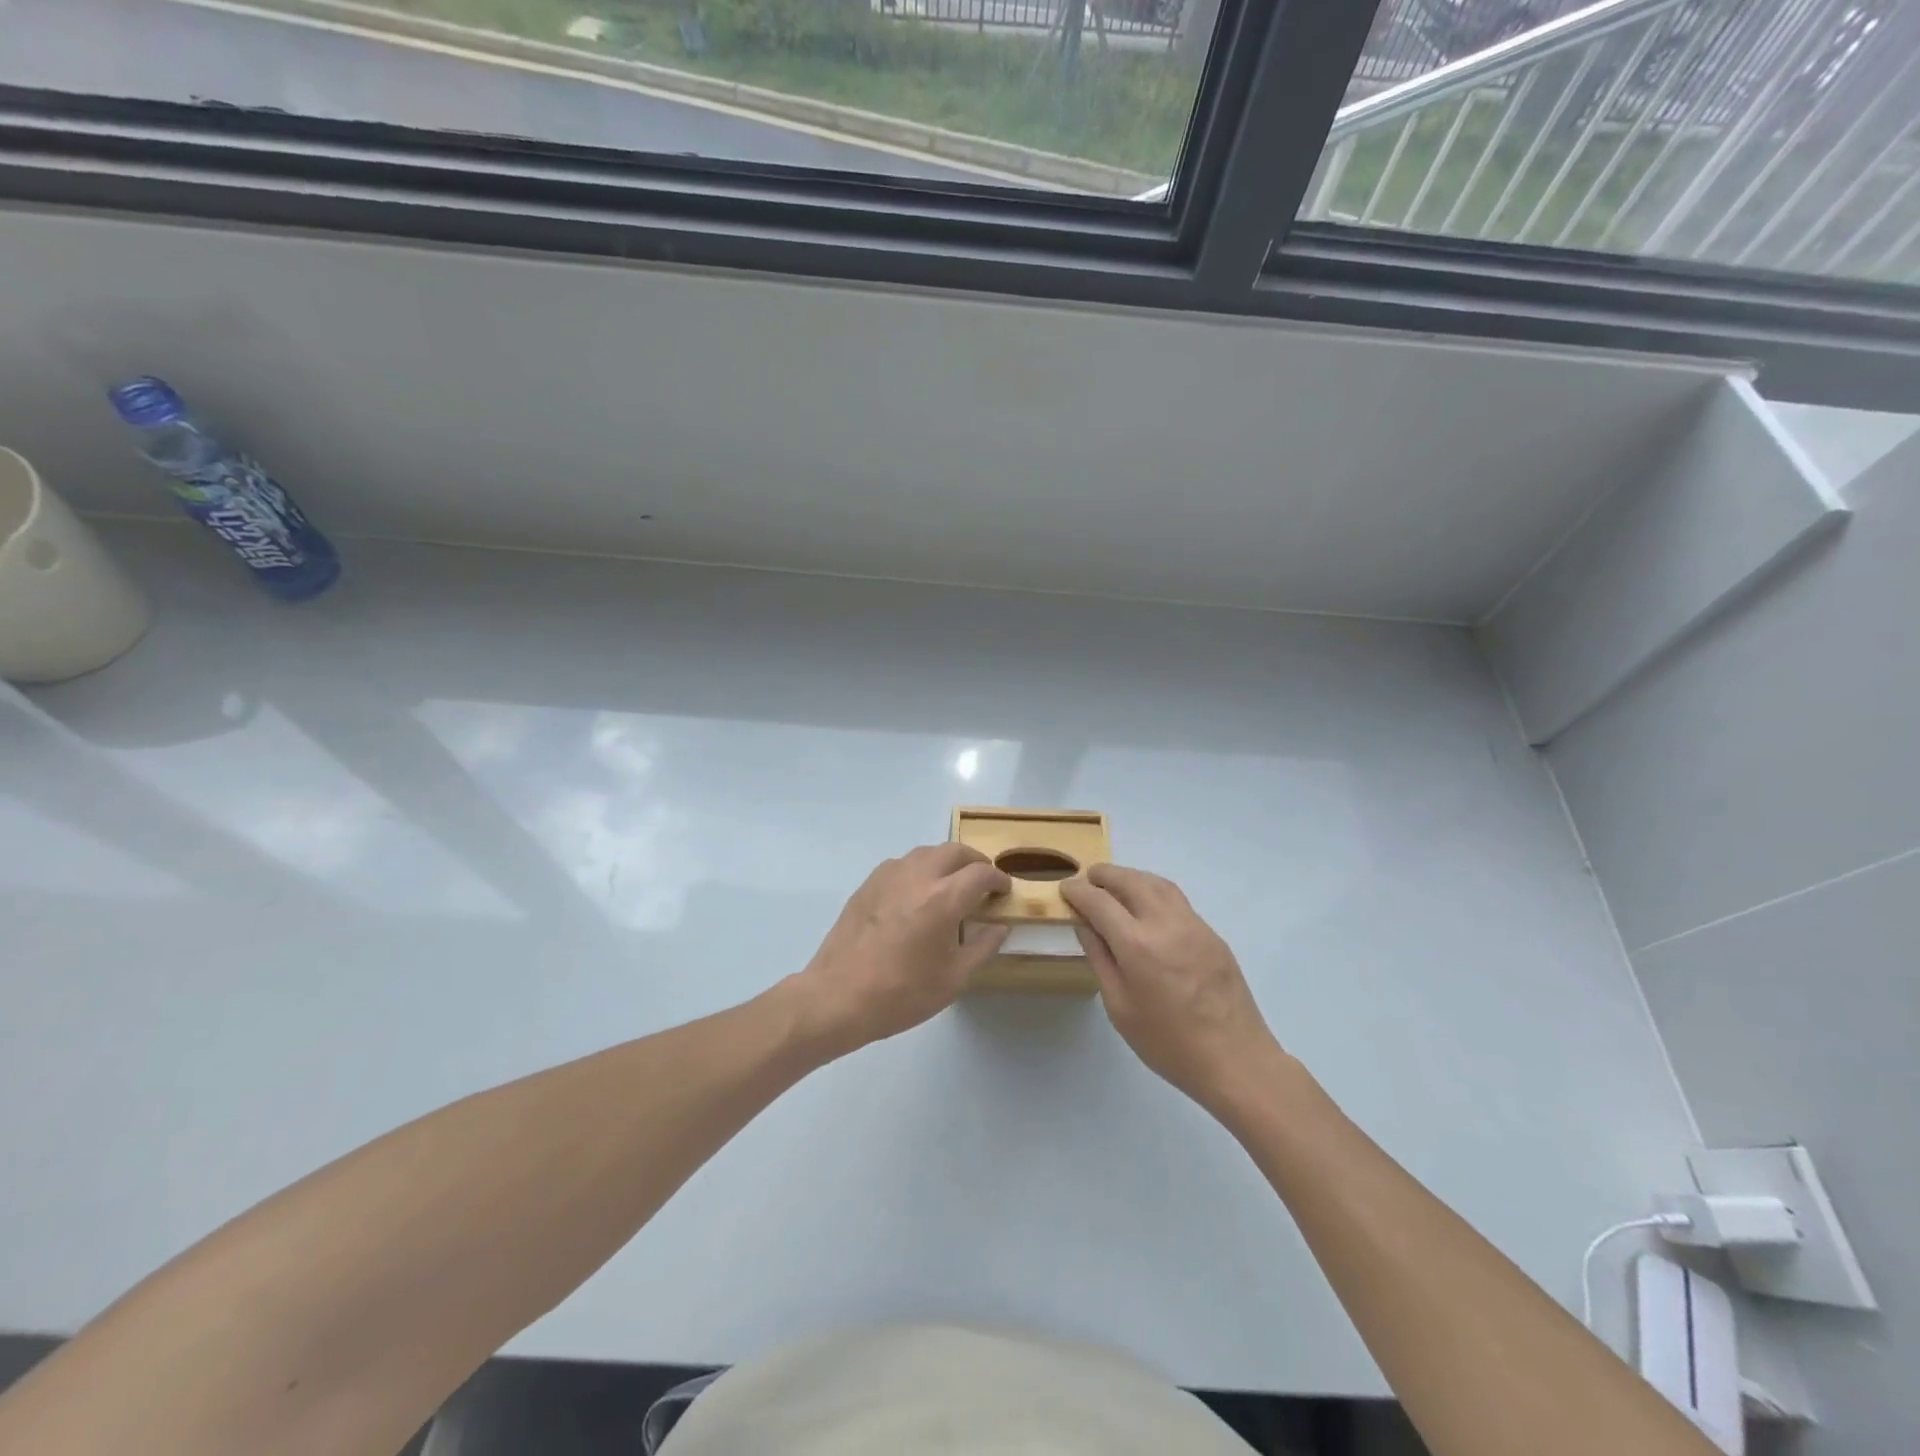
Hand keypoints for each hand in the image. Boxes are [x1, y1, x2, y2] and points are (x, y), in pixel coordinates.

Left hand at [792, 844, 1010, 1058]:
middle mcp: (918, 876)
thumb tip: (999, 927)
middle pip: (954, 851)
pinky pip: (902, 864)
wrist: (838, 996)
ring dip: (946, 862)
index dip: (998, 880)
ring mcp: (889, 876)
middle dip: (974, 862)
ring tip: (951, 885)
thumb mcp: (953, 979)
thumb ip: (982, 947)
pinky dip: (919, 869)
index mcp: (944, 898)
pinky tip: (918, 894)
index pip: (981, 874)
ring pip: (926, 852)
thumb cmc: (901, 993)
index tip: (1004, 891)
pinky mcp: (868, 884)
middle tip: (982, 882)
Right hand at [1063, 864, 1286, 1115]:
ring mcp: (1193, 925)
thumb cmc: (1168, 1043)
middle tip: (1087, 878)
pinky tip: (1147, 904)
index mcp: (1137, 944)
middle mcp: (1165, 923)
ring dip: (1131, 877)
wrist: (1235, 1060)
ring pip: (1157, 883)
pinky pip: (1176, 899)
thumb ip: (1100, 960)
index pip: (1099, 902)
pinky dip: (1154, 890)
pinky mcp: (1211, 934)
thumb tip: (1085, 925)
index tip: (1065, 888)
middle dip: (1105, 875)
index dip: (1078, 891)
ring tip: (1115, 883)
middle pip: (1130, 881)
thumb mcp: (1120, 1008)